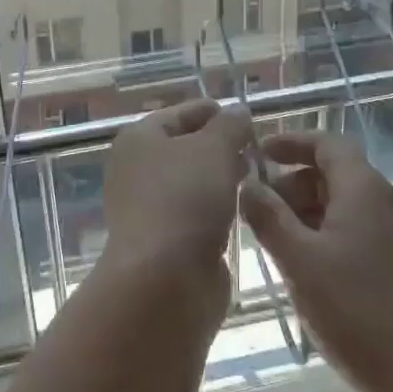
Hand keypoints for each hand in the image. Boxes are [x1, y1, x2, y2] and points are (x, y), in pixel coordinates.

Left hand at [102, 99, 251, 279]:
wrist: (164, 279)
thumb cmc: (186, 199)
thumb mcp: (215, 148)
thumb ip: (230, 125)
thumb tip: (238, 111)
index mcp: (139, 138)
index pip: (181, 113)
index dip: (214, 112)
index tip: (246, 118)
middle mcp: (136, 169)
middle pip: (184, 147)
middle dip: (219, 146)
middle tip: (256, 150)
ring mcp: (147, 207)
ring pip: (191, 182)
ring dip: (220, 178)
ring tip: (255, 177)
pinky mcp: (163, 241)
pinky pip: (194, 213)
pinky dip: (215, 208)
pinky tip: (241, 209)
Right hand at [242, 130, 392, 391]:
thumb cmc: (355, 312)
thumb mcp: (299, 262)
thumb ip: (268, 217)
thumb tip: (246, 183)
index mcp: (363, 189)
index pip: (326, 143)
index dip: (290, 142)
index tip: (257, 153)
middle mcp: (383, 201)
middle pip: (331, 173)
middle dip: (291, 184)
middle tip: (257, 211)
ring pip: (341, 204)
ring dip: (304, 212)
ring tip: (274, 243)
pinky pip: (354, 230)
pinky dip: (323, 234)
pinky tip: (303, 267)